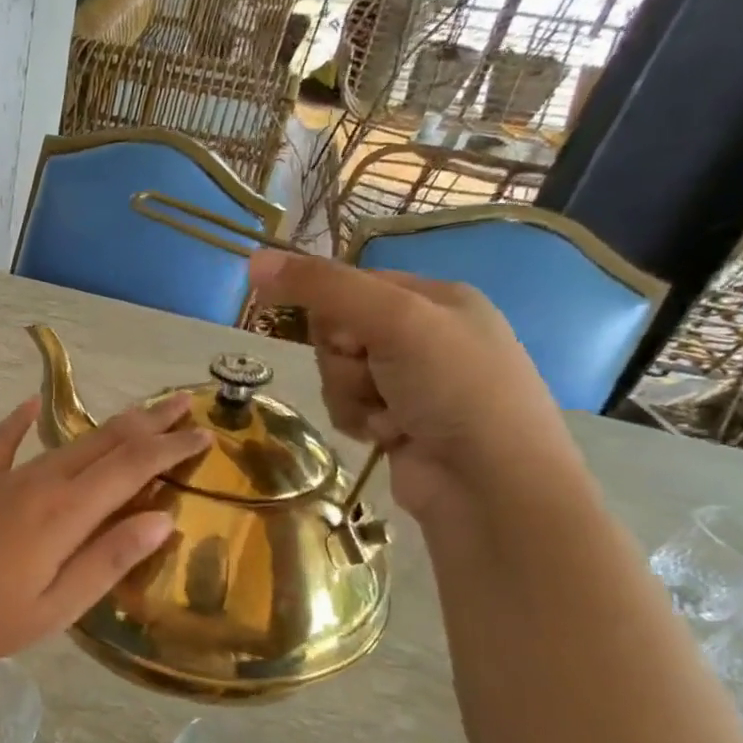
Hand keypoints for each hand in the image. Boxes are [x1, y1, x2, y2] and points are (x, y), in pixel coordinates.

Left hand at [0, 395, 208, 671]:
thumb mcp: (53, 608)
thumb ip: (107, 561)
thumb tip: (161, 519)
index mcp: (63, 513)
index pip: (131, 468)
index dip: (170, 449)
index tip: (205, 434)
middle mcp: (38, 483)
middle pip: (104, 443)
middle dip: (149, 422)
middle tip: (186, 402)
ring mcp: (3, 479)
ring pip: (66, 443)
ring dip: (108, 426)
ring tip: (139, 413)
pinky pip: (3, 444)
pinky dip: (20, 422)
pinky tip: (31, 404)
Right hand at [248, 250, 575, 517]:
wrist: (490, 483)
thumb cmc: (454, 388)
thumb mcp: (392, 320)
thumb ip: (321, 287)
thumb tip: (252, 259)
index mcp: (436, 297)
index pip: (351, 284)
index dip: (335, 312)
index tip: (349, 337)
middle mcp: (425, 334)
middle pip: (338, 332)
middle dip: (344, 361)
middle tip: (376, 376)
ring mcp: (412, 382)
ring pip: (337, 374)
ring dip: (351, 396)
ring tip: (389, 416)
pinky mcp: (398, 421)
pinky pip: (347, 407)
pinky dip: (359, 421)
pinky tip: (389, 436)